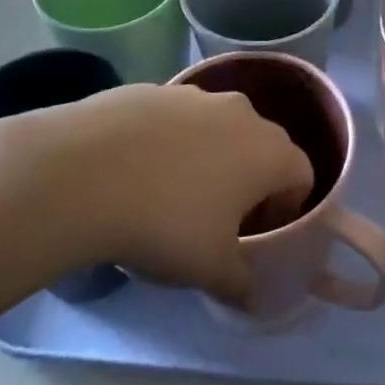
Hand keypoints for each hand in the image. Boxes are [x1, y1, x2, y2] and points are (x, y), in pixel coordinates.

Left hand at [0, 84, 313, 305]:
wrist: (83, 173)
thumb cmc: (165, 223)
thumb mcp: (210, 270)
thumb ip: (242, 283)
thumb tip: (251, 295)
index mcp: (269, 150)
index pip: (301, 175)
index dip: (287, 209)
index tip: (255, 235)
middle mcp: (241, 112)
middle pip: (262, 146)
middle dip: (250, 180)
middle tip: (219, 218)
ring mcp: (195, 95)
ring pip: (218, 128)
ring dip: (210, 158)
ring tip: (171, 195)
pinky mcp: (153, 89)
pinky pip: (176, 120)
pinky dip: (169, 143)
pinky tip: (135, 173)